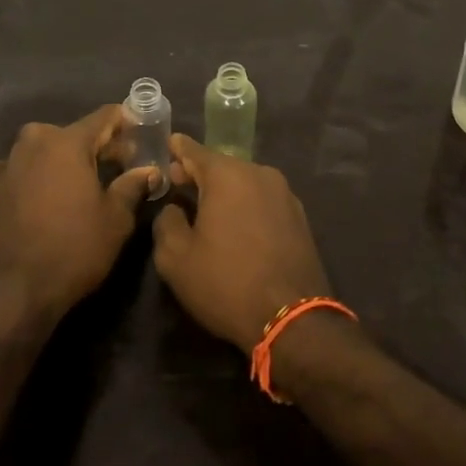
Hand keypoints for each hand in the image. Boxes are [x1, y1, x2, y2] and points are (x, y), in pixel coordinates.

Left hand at [0, 106, 156, 321]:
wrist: (18, 289)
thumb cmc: (75, 248)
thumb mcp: (116, 219)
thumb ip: (133, 186)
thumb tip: (148, 171)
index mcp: (69, 142)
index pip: (104, 117)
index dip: (126, 123)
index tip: (140, 136)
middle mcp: (36, 142)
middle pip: (73, 132)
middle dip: (96, 144)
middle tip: (117, 166)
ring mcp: (8, 163)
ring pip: (39, 146)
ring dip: (59, 156)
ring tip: (76, 179)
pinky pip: (7, 168)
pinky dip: (20, 173)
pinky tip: (27, 187)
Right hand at [152, 134, 332, 351]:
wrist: (293, 320)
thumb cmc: (226, 283)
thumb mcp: (176, 258)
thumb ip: (166, 222)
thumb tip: (174, 208)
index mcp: (227, 175)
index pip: (194, 150)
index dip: (177, 149)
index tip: (166, 145)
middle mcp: (259, 173)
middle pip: (221, 165)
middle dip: (199, 173)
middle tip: (178, 184)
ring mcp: (284, 194)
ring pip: (244, 183)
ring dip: (224, 191)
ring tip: (206, 209)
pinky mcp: (299, 218)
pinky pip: (263, 201)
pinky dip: (246, 206)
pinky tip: (236, 227)